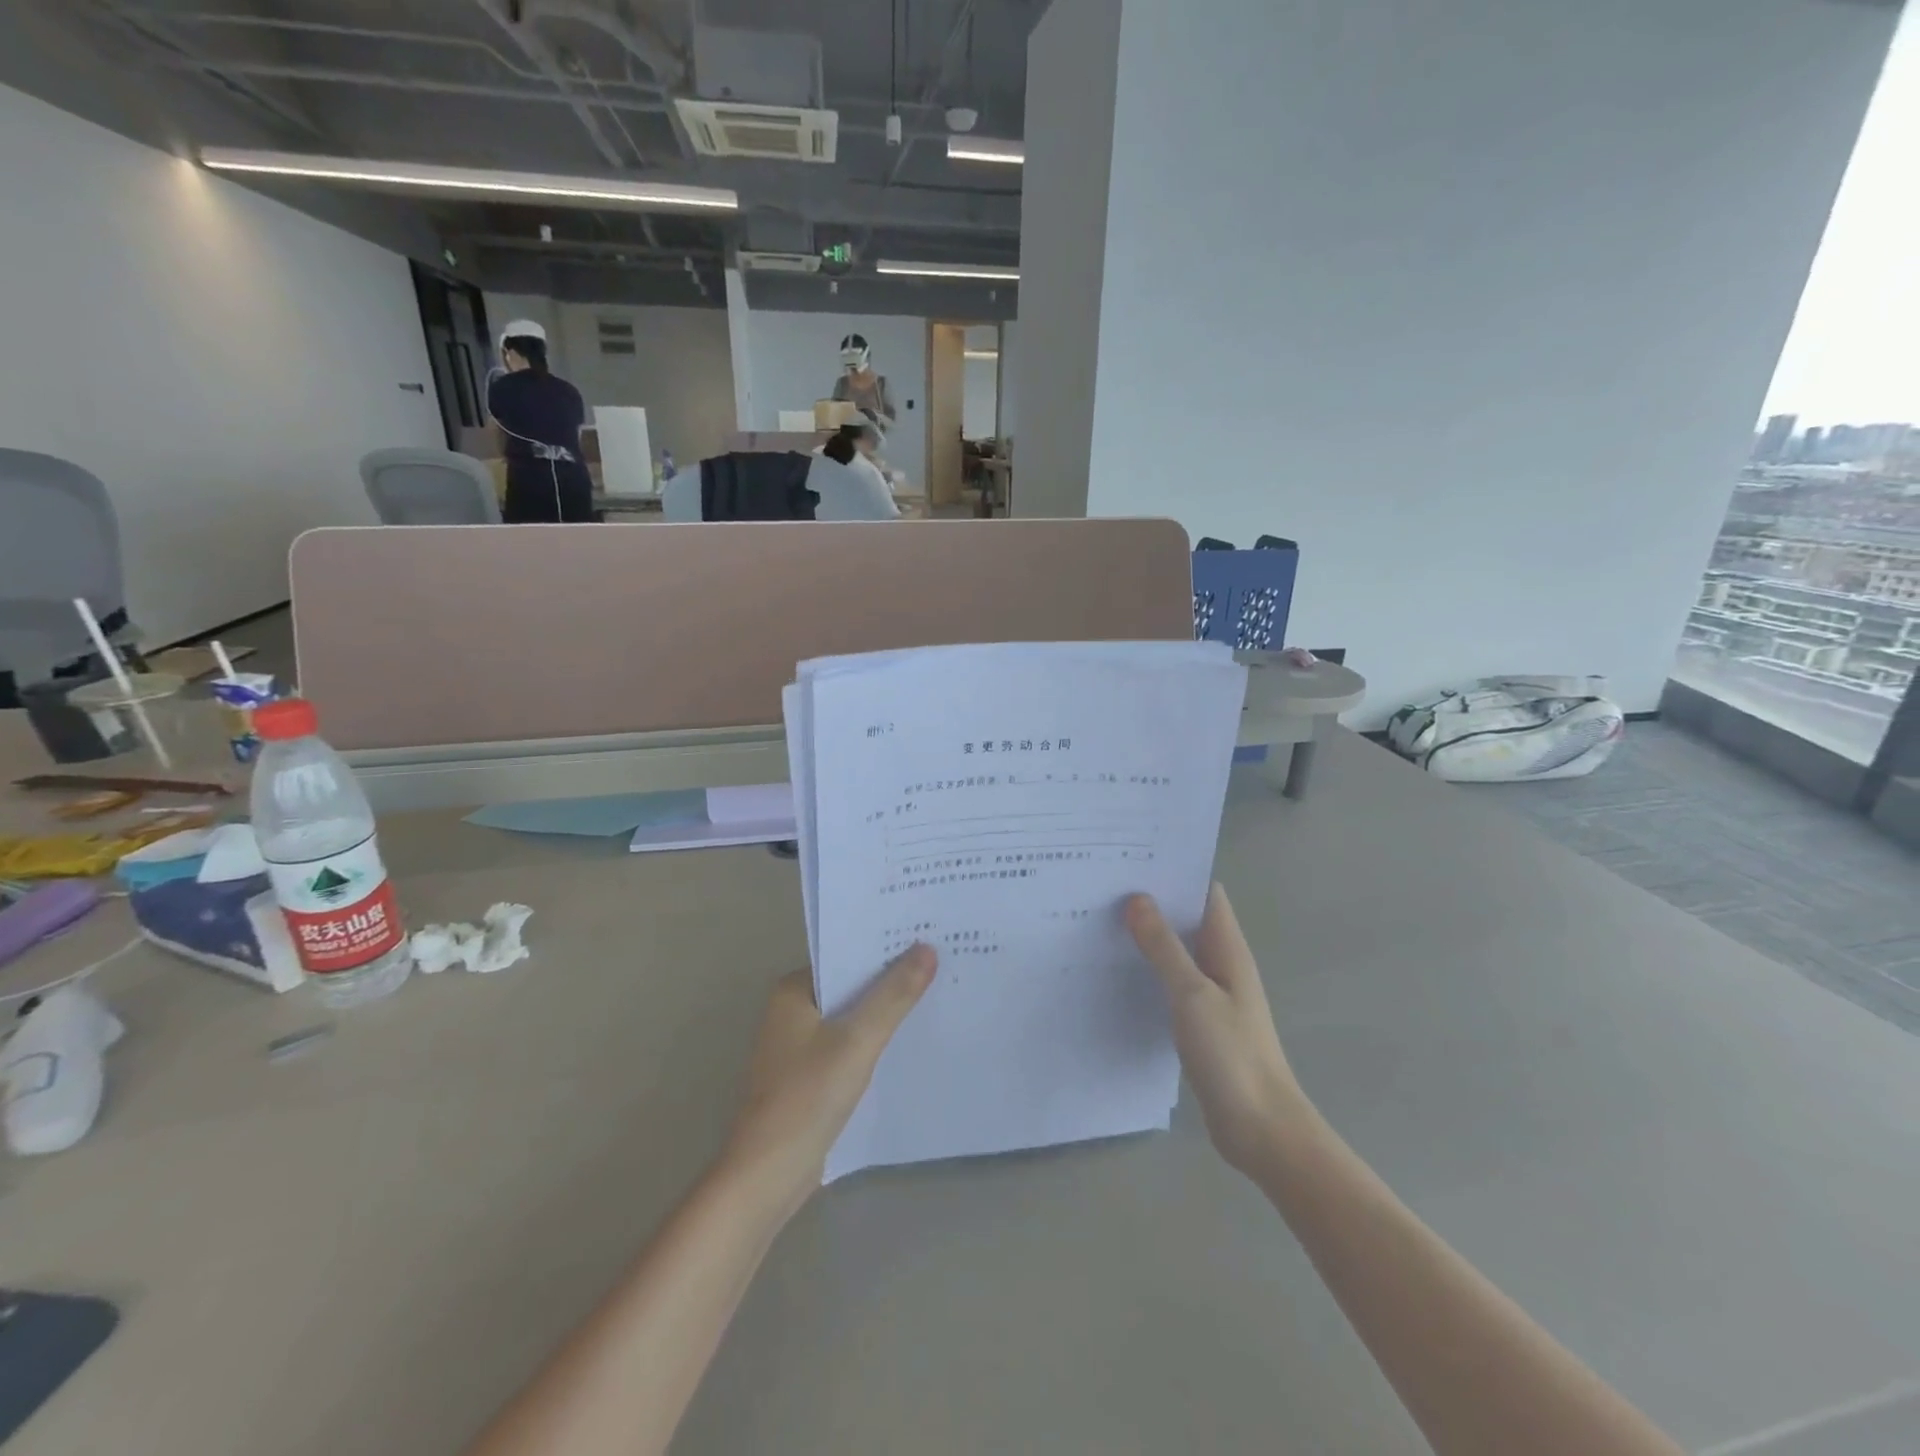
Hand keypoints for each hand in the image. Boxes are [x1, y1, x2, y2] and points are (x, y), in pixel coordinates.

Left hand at [722, 947, 935, 1214]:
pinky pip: (849, 1045)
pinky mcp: (809, 1076)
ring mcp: (799, 1046)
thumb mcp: (857, 1041)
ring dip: (885, 1012)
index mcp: (794, 991)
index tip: (928, 938)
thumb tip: (927, 948)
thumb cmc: (807, 1097)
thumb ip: (893, 995)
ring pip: (852, 1017)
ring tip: (936, 996)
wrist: (767, 1176)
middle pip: (851, 985)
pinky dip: (874, 1042)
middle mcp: (792, 1011)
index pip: (846, 956)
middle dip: (891, 979)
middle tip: (942, 964)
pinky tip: (908, 1042)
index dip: (886, 948)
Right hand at [1125, 885, 1307, 1175]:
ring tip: (1100, 920)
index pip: (1205, 893)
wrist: (1261, 1129)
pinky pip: (1171, 983)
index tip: (1132, 857)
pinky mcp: (1199, 1022)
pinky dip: (1148, 971)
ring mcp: (1212, 995)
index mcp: (1228, 949)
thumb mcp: (1193, 995)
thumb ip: (1164, 947)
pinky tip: (1115, 971)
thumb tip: (1137, 898)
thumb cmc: (1232, 1055)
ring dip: (1147, 937)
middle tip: (1103, 886)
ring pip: (1176, 952)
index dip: (1175, 871)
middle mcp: (1222, 964)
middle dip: (1152, 901)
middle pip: (1187, 919)